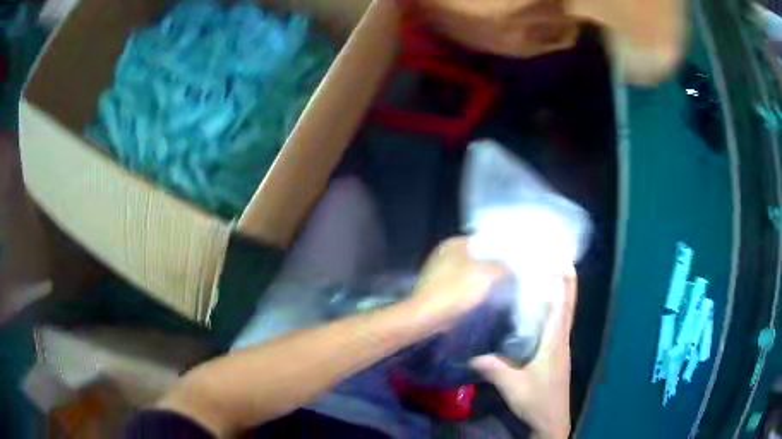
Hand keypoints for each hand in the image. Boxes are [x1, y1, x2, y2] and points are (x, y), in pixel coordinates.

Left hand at [406, 237, 506, 333]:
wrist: (425, 318)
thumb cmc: (454, 291)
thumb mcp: (486, 275)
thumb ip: (501, 267)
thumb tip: (508, 267)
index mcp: (453, 244)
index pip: (483, 241)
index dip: (499, 251)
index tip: (513, 262)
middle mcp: (444, 254)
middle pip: (476, 258)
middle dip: (491, 267)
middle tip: (509, 276)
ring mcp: (438, 273)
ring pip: (469, 274)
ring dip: (482, 282)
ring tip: (500, 290)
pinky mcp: (437, 290)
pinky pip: (460, 288)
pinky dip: (471, 293)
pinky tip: (482, 301)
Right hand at [470, 269, 576, 438]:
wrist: (551, 419)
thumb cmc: (536, 399)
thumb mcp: (511, 384)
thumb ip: (491, 367)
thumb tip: (467, 352)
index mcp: (554, 340)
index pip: (562, 303)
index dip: (562, 280)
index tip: (557, 257)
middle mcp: (561, 337)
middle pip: (568, 302)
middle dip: (567, 279)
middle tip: (558, 257)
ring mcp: (561, 345)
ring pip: (565, 311)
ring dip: (562, 291)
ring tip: (550, 273)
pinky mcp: (557, 353)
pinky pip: (559, 322)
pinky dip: (556, 307)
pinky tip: (543, 306)